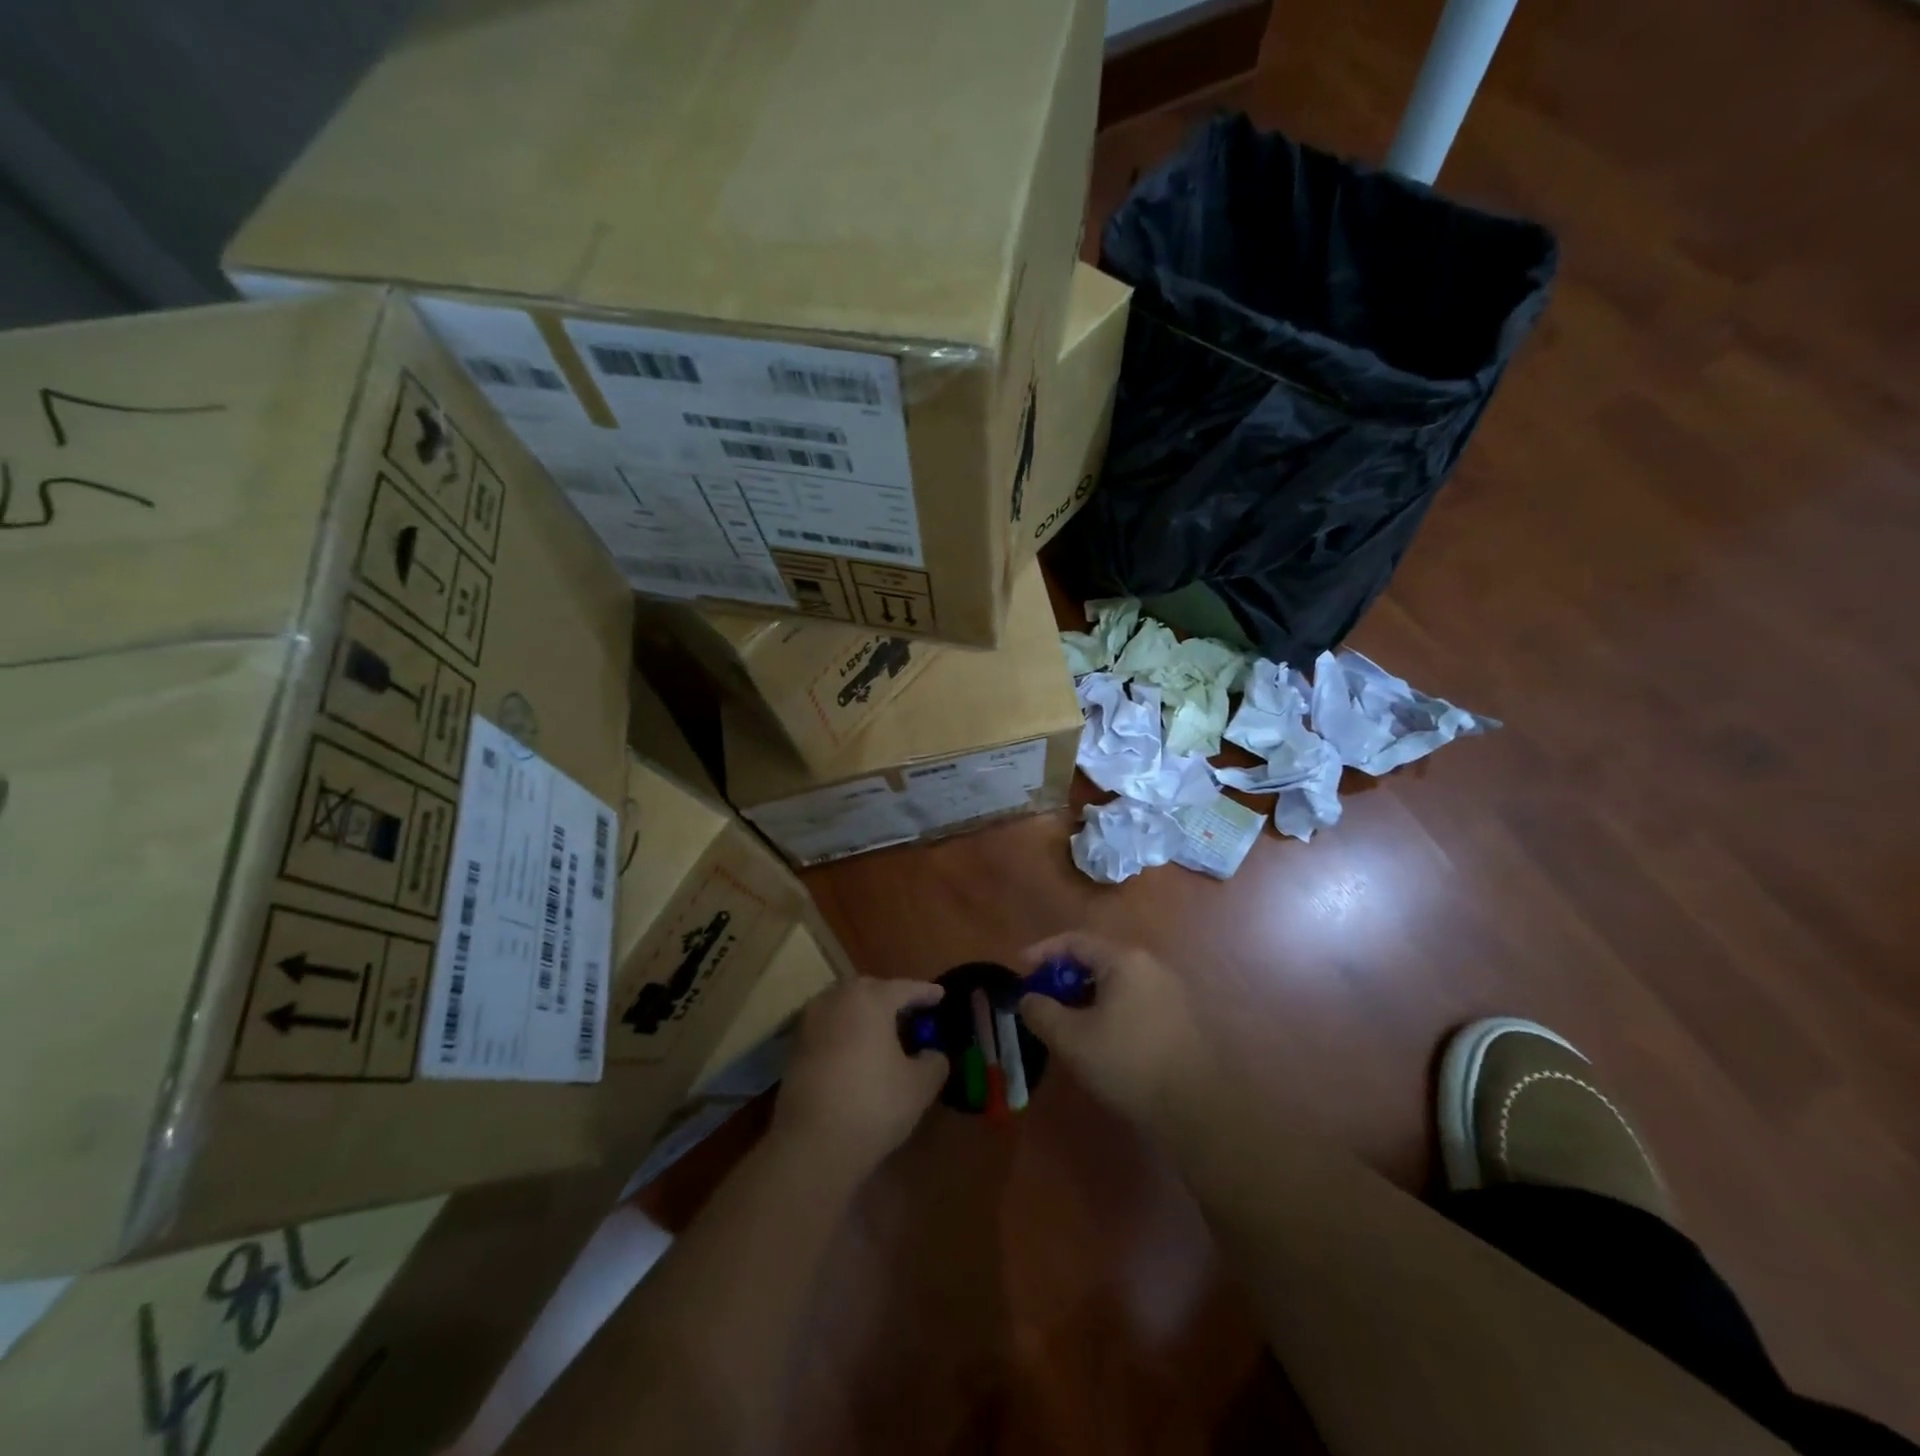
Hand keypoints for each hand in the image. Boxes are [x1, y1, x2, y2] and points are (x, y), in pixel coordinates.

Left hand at [773, 977, 947, 1174]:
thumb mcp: (920, 1086)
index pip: (905, 988)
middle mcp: (837, 999)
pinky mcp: (794, 1046)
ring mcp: (811, 1021)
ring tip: (884, 1032)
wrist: (812, 1145)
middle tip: (911, 1013)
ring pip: (846, 1006)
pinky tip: (857, 1052)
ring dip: (865, 1014)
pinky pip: (829, 1027)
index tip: (940, 996)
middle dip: (892, 999)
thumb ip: (934, 1061)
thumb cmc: (873, 1105)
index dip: (926, 993)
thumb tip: (932, 1054)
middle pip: (871, 990)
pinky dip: (846, 1032)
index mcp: (870, 999)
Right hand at [1017, 933, 1209, 1128]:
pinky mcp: (1178, 1018)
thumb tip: (1028, 999)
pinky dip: (1107, 1009)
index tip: (1020, 971)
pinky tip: (1098, 1039)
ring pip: (1115, 982)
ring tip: (1066, 1023)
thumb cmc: (1127, 1062)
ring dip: (1085, 996)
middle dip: (1063, 977)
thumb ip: (1041, 1012)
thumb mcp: (1071, 1038)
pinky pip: (1132, 1000)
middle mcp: (1149, 965)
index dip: (1042, 953)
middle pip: (1096, 959)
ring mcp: (1168, 991)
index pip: (1075, 941)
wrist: (1195, 1106)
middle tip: (1041, 1000)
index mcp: (1124, 960)